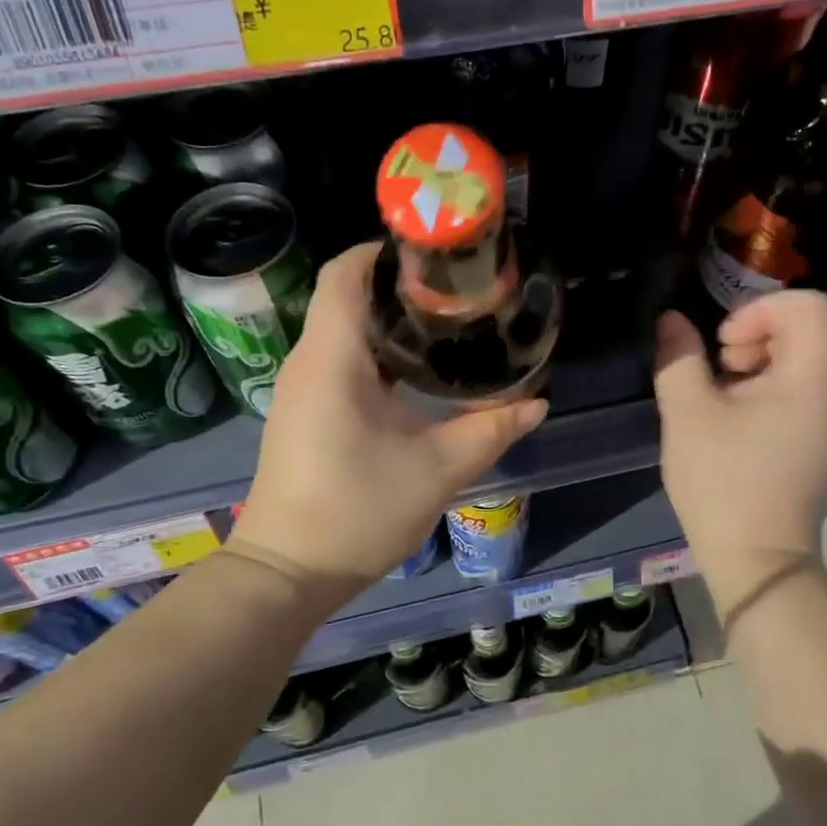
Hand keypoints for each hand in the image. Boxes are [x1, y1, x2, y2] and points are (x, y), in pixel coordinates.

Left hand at [230, 242, 547, 588]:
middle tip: (457, 291)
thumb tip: (538, 403)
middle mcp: (309, 363)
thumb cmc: (356, 512)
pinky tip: (417, 374)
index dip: (384, 252)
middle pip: (347, 296)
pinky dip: (377, 353)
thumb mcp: (437, 470)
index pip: (345, 273)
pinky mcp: (306, 413)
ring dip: (389, 322)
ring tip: (447, 325)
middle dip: (399, 287)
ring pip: (344, 330)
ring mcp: (302, 389)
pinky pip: (340, 361)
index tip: (436, 257)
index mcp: (332, 359)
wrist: (288, 573)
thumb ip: (491, 430)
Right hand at [653, 291, 826, 609]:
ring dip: (762, 359)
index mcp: (815, 377)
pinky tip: (742, 417)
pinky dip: (775, 384)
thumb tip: (671, 320)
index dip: (758, 310)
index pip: (806, 304)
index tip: (722, 345)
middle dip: (757, 334)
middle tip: (721, 370)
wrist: (757, 558)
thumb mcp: (687, 414)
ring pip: (808, 355)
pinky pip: (809, 386)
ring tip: (726, 395)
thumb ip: (679, 358)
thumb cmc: (722, 482)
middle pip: (809, 327)